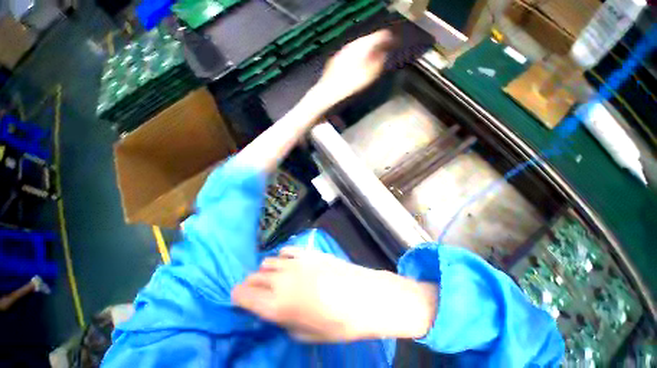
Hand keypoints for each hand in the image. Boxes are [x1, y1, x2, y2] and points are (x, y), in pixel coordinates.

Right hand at [232, 247, 436, 341]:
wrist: (362, 296)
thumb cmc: (336, 323)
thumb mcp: (305, 334)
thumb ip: (284, 321)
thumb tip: (276, 311)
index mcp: (275, 305)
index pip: (243, 295)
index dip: (238, 296)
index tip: (240, 299)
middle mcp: (280, 279)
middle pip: (254, 276)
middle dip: (251, 284)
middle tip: (257, 291)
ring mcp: (294, 262)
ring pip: (268, 262)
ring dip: (266, 271)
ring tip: (274, 278)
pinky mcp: (307, 252)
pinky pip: (285, 250)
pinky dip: (282, 257)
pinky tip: (289, 263)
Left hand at [312, 29, 394, 108]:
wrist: (327, 93)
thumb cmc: (348, 87)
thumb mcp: (366, 77)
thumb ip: (376, 65)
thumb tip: (383, 55)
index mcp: (359, 48)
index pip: (375, 38)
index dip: (386, 38)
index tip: (393, 40)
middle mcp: (350, 46)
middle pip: (366, 40)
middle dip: (376, 42)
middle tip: (385, 44)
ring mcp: (341, 52)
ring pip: (357, 45)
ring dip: (366, 47)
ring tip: (373, 51)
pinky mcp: (335, 60)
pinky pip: (350, 52)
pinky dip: (357, 53)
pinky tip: (358, 59)